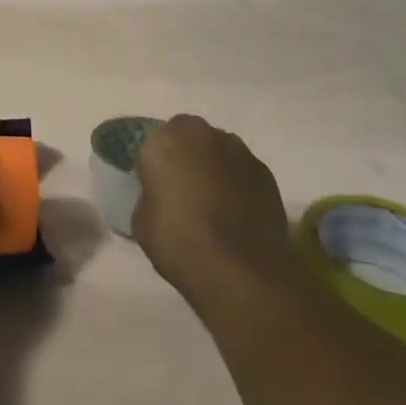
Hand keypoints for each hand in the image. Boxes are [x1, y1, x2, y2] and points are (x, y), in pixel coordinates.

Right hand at [133, 115, 296, 310]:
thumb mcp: (142, 225)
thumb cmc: (181, 244)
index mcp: (162, 142)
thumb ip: (147, 197)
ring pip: (217, 148)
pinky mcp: (263, 169)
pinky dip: (238, 182)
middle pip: (187, 135)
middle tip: (184, 189)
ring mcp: (235, 149)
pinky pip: (242, 168)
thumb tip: (158, 197)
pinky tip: (238, 211)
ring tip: (215, 201)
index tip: (156, 189)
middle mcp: (199, 133)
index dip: (153, 166)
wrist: (240, 271)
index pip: (151, 144)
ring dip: (213, 164)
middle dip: (185, 154)